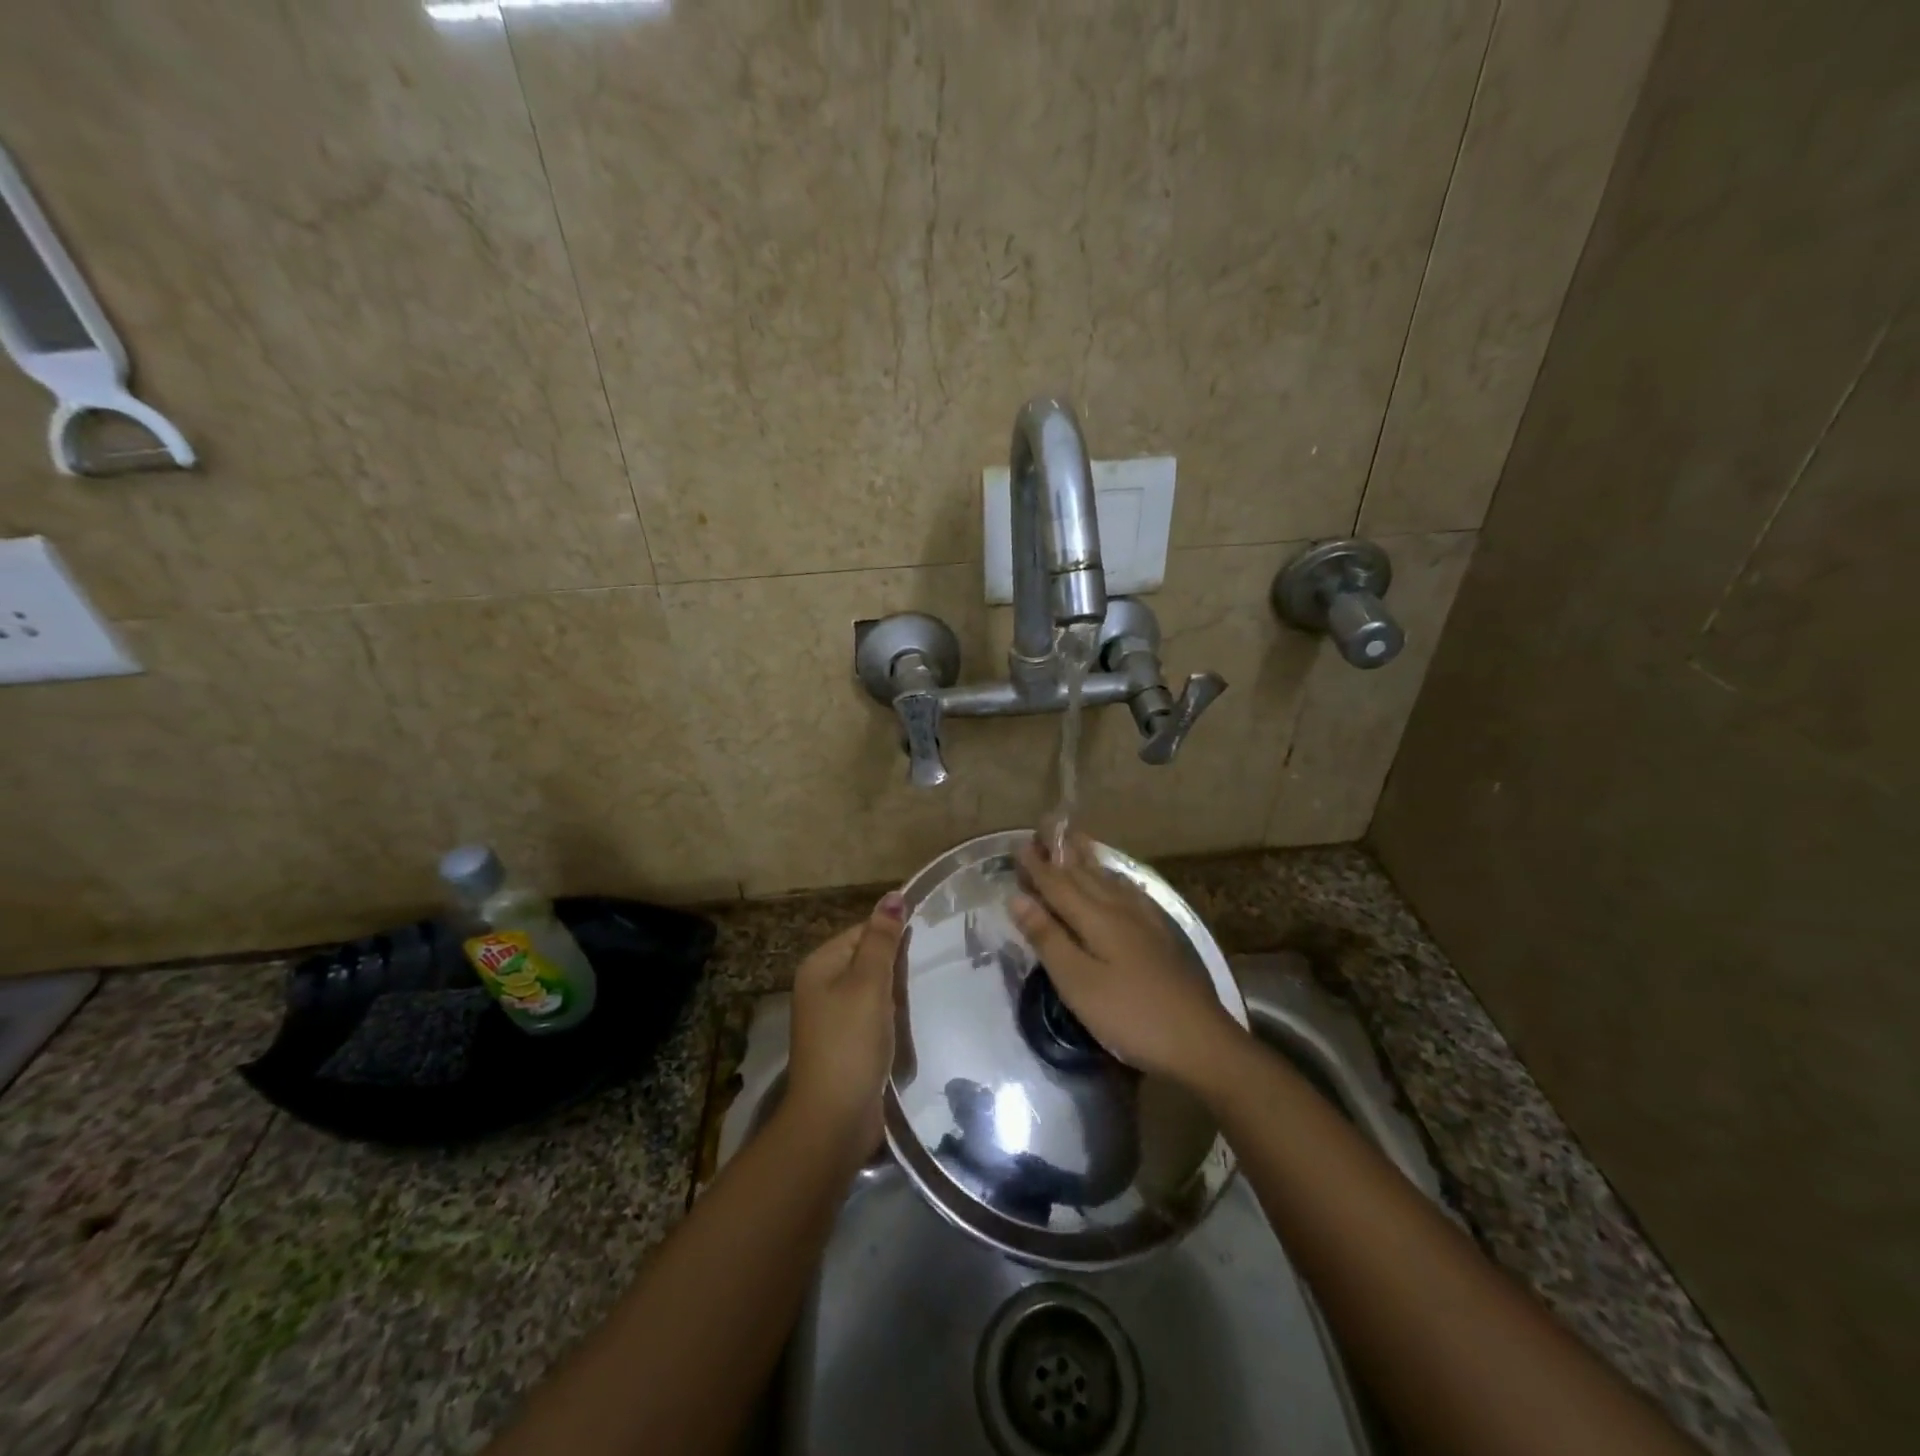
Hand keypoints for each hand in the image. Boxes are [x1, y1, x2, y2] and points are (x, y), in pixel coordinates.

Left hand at [784, 892, 908, 1158]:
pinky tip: (910, 1023)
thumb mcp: (869, 983)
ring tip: (924, 994)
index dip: (892, 935)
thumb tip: (894, 895)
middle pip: (867, 960)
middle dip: (896, 966)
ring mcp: (832, 1018)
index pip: (862, 932)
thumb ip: (882, 939)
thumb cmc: (851, 1042)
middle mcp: (820, 987)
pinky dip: (891, 1018)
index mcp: (820, 965)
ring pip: (873, 990)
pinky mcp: (846, 1044)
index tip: (926, 941)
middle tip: (929, 968)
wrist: (835, 1118)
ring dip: (896, 994)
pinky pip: (873, 1017)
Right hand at [1012, 833, 1241, 1086]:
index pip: (1058, 884)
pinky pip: (1130, 893)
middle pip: (1084, 875)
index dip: (1037, 866)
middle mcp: (1120, 909)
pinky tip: (1118, 883)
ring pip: (1109, 880)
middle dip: (1061, 854)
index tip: (1018, 842)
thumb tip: (1017, 897)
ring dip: (1088, 859)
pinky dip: (1114, 880)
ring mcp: (1144, 922)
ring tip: (1076, 840)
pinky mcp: (1161, 936)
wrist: (1199, 1040)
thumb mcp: (1077, 982)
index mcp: (1096, 918)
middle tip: (1044, 829)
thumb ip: (1047, 938)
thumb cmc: (1129, 1015)